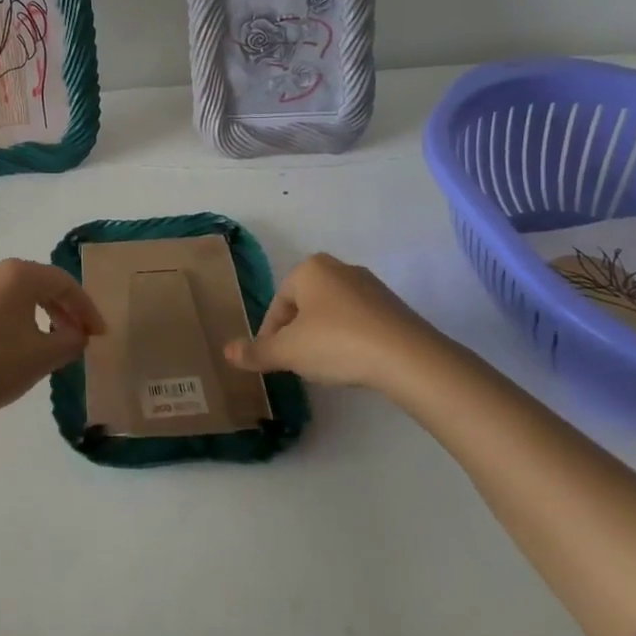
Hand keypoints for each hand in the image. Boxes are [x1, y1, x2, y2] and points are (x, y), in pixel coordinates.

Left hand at [0, 259, 104, 421]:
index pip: (64, 283)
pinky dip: (13, 321)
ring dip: (38, 315)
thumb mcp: (42, 357)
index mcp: (18, 274)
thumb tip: (77, 335)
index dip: (87, 308)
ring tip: (49, 344)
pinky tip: (14, 348)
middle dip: (64, 310)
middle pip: (39, 285)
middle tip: (79, 337)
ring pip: (14, 296)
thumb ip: (69, 342)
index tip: (99, 334)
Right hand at [223, 252, 447, 392]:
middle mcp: (339, 268)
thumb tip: (227, 352)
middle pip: (304, 306)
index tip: (273, 361)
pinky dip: (349, 340)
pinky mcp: (394, 307)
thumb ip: (257, 352)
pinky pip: (359, 322)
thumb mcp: (289, 352)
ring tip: (324, 367)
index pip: (278, 304)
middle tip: (297, 363)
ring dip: (322, 337)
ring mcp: (370, 286)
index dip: (270, 335)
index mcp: (310, 269)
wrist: (408, 358)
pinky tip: (353, 363)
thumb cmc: (337, 344)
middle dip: (297, 334)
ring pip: (332, 314)